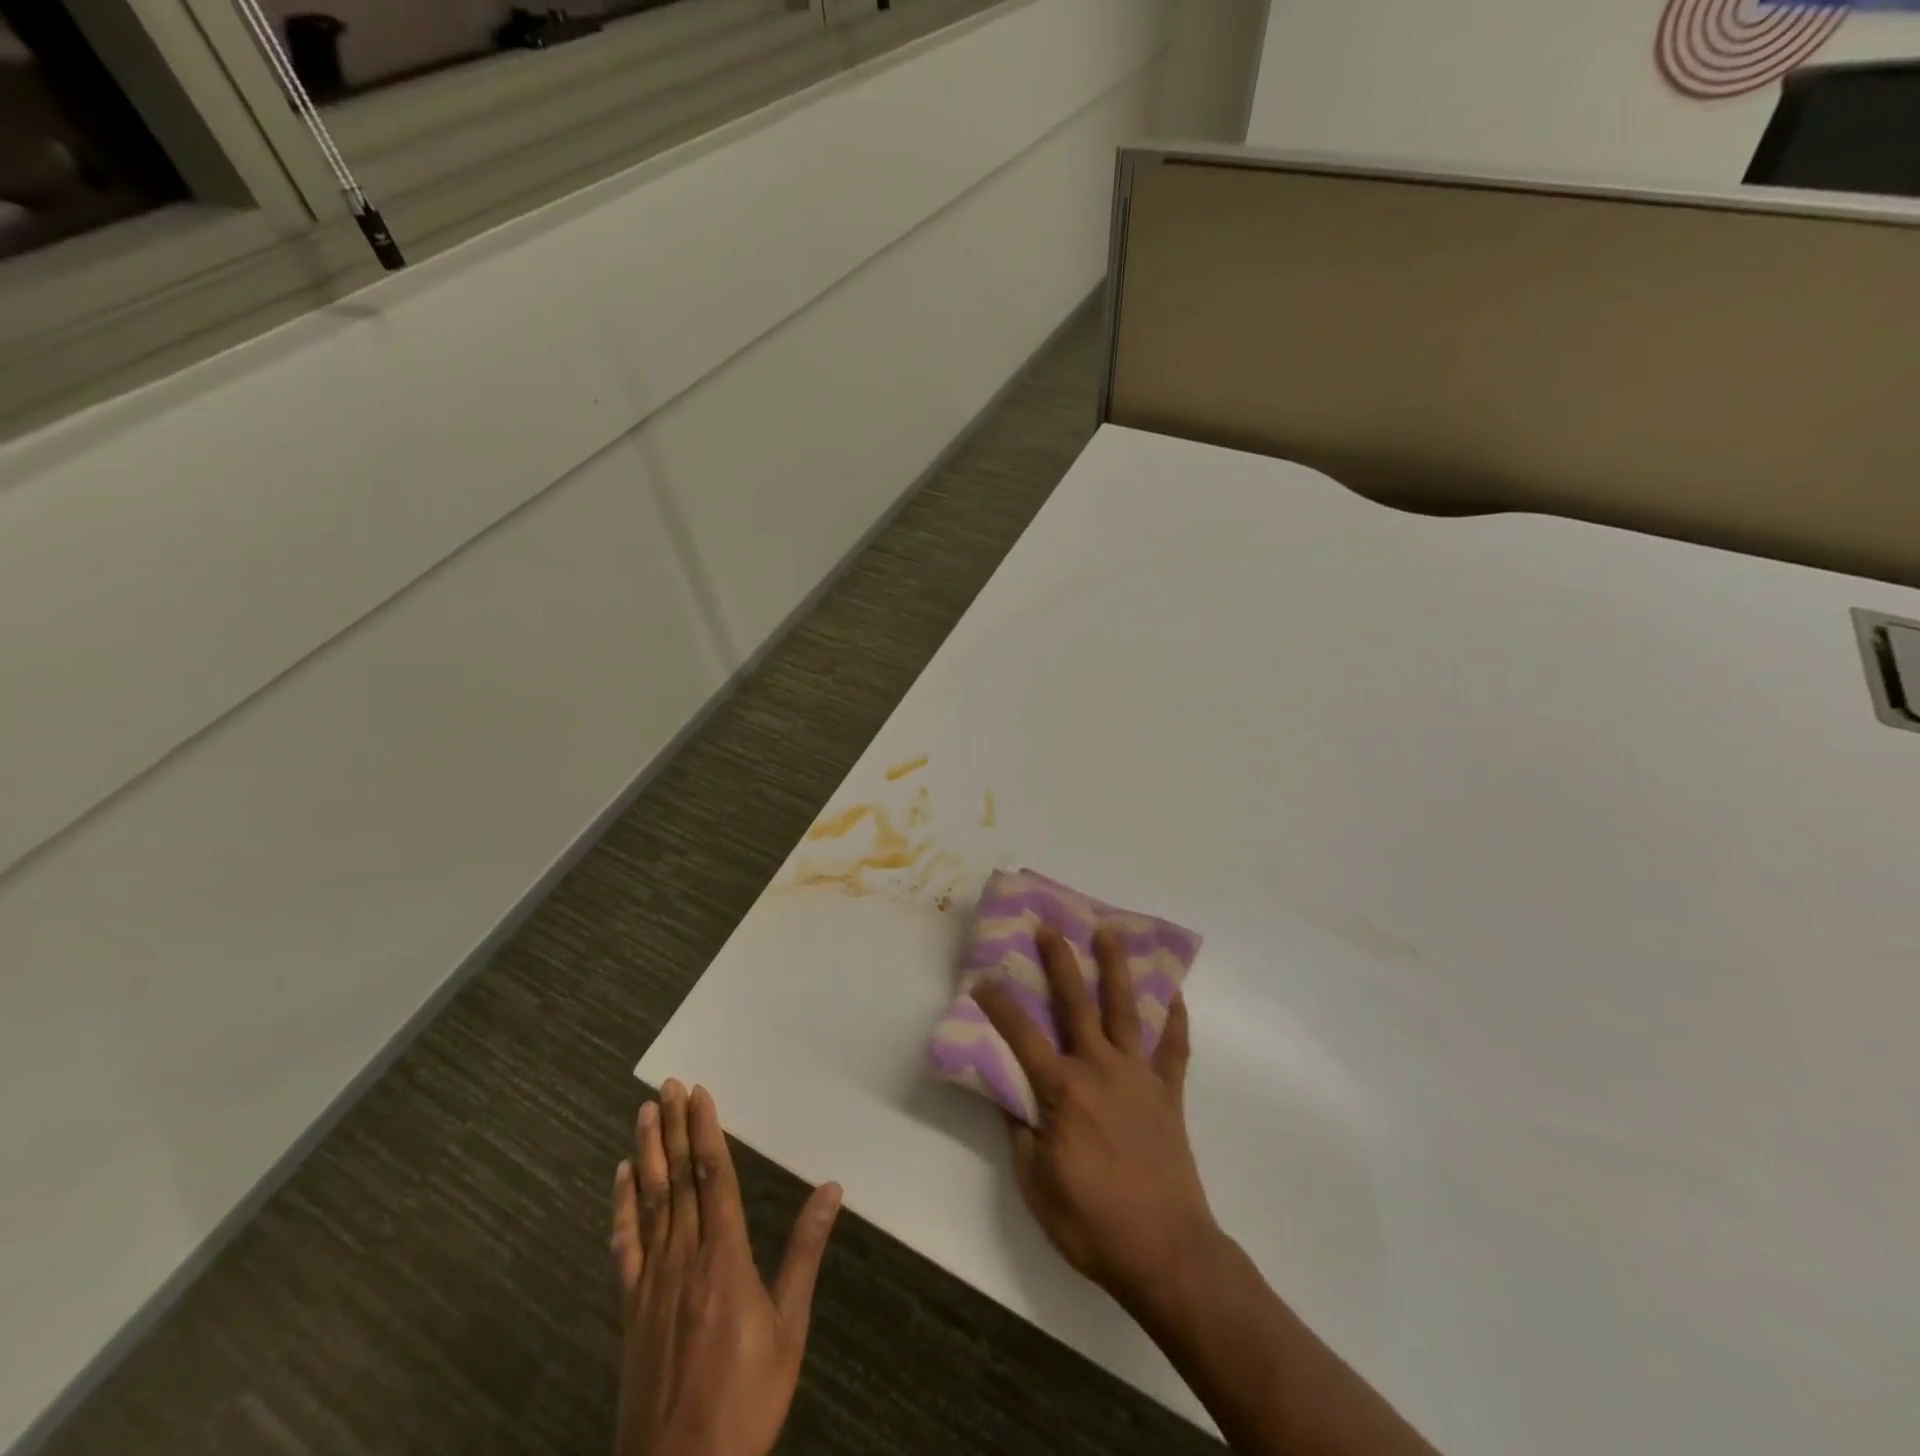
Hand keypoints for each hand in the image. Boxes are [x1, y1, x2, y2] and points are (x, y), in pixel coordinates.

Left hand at [611, 1080, 841, 1455]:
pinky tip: (620, 1179)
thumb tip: (832, 1189)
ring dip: (646, 1153)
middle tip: (668, 1085)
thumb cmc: (746, 1399)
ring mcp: (651, 1282)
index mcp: (724, 1258)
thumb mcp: (789, 1329)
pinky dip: (622, 1207)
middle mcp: (684, 1257)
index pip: (714, 1177)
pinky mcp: (630, 1309)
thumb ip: (804, 1254)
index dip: (706, 1131)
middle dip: (675, 1128)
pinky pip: (625, 1246)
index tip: (699, 1093)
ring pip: (649, 1202)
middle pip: (678, 1179)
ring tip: (644, 1113)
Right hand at [971, 926, 1220, 1314]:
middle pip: (1077, 1004)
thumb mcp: (1036, 1183)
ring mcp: (1139, 1077)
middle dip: (1060, 962)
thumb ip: (1020, 1130)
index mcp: (1063, 1090)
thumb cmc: (1092, 1223)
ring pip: (1126, 1010)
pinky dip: (1174, 1018)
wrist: (1166, 1253)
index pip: (1021, 1035)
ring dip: (1116, 968)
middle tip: (1049, 927)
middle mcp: (1100, 1069)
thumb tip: (1009, 1093)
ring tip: (1109, 932)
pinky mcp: (1168, 1094)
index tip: (983, 979)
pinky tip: (1173, 993)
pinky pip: (1174, 1048)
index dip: (999, 1005)